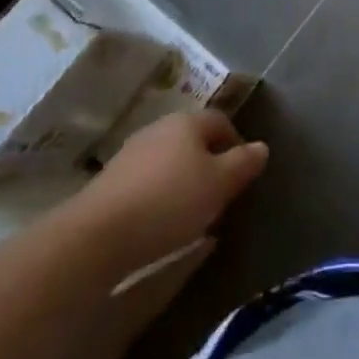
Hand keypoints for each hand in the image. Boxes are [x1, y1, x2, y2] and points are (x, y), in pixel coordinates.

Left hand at [72, 110, 268, 266]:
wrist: (97, 236)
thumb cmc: (170, 201)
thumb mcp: (219, 184)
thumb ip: (244, 163)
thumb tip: (261, 147)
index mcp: (187, 122)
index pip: (221, 121)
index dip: (237, 143)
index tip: (244, 174)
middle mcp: (158, 129)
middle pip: (194, 141)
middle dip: (211, 163)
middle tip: (222, 195)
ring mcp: (131, 155)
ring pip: (170, 162)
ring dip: (185, 182)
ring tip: (195, 215)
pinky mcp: (110, 183)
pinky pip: (148, 183)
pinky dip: (161, 197)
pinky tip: (163, 224)